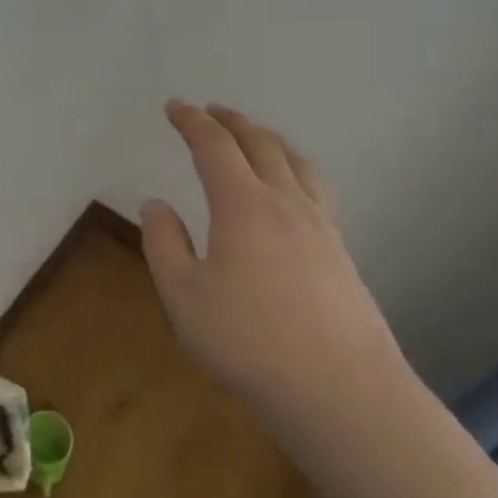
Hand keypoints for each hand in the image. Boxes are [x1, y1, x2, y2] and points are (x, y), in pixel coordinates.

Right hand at [141, 100, 404, 406]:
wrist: (341, 391)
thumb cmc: (249, 342)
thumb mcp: (183, 296)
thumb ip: (163, 244)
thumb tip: (155, 204)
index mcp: (243, 204)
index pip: (213, 145)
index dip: (191, 121)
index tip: (174, 106)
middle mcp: (285, 202)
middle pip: (259, 143)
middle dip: (231, 121)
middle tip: (211, 110)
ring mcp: (320, 225)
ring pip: (295, 161)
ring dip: (268, 138)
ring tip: (254, 135)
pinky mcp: (341, 252)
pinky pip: (317, 188)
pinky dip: (296, 167)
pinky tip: (295, 188)